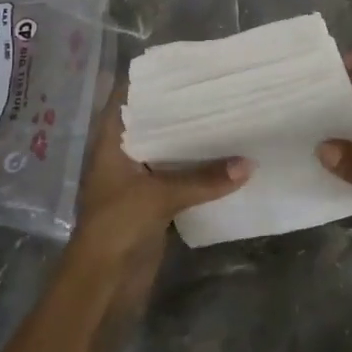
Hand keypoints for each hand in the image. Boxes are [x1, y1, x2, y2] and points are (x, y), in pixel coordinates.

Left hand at [67, 92, 250, 313]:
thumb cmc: (117, 226)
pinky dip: (197, 170)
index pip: (126, 99)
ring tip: (227, 115)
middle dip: (179, 109)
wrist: (102, 285)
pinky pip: (178, 179)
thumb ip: (204, 179)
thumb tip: (249, 164)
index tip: (183, 66)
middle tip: (216, 88)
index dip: (149, 81)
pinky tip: (226, 158)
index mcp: (111, 143)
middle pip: (151, 124)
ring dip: (191, 141)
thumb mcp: (160, 196)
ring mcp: (137, 181)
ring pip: (167, 152)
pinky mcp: (153, 205)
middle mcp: (123, 156)